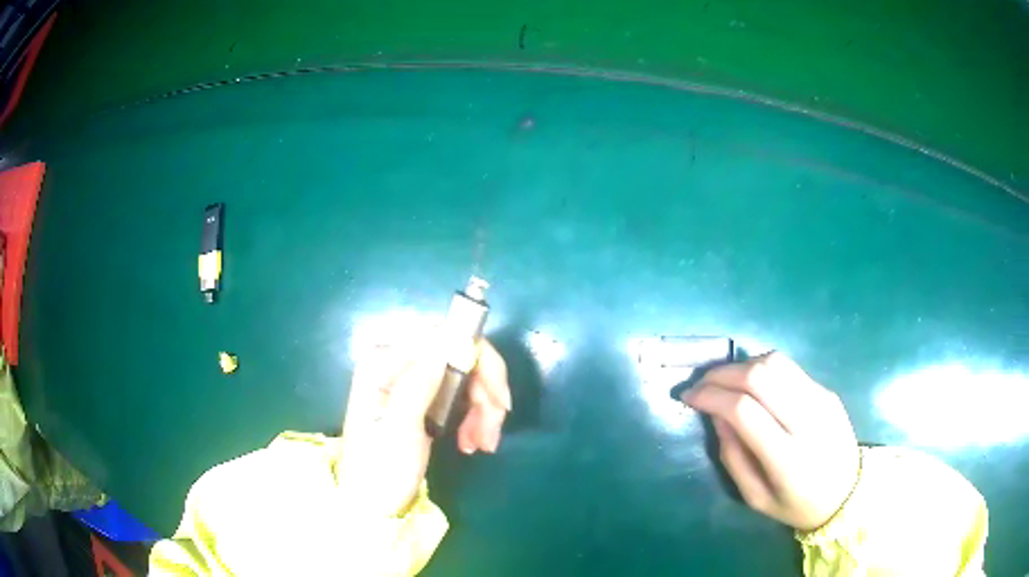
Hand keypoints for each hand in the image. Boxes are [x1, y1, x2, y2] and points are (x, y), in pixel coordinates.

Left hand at [336, 336, 510, 517]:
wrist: (372, 507)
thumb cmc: (381, 471)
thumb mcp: (400, 429)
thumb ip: (420, 383)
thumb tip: (452, 340)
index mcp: (381, 363)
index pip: (440, 337)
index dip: (478, 359)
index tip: (499, 399)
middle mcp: (394, 364)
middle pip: (456, 356)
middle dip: (483, 392)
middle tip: (495, 430)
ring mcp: (407, 382)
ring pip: (463, 378)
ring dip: (481, 410)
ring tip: (484, 444)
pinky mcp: (419, 401)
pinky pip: (457, 397)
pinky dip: (472, 418)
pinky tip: (471, 444)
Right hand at [682, 352, 859, 530]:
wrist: (848, 493)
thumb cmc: (797, 505)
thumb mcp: (755, 498)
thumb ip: (732, 457)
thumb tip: (716, 415)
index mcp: (788, 457)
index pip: (744, 410)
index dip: (711, 396)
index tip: (689, 397)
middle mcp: (808, 420)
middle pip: (760, 376)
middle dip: (722, 373)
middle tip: (700, 383)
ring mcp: (822, 399)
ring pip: (776, 362)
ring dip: (741, 365)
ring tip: (722, 380)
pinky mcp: (828, 390)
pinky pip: (789, 367)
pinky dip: (761, 367)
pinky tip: (749, 381)